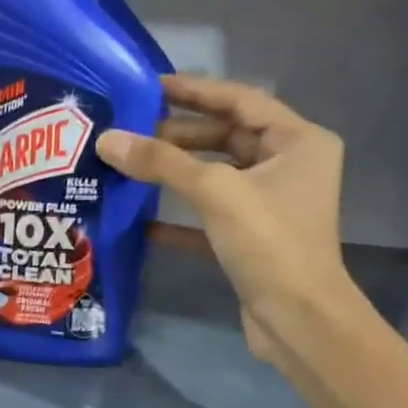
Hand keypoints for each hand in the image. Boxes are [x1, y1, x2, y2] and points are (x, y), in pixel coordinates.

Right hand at [96, 75, 360, 371]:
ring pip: (215, 176)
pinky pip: (209, 216)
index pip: (240, 100)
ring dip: (175, 173)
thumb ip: (161, 162)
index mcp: (298, 142)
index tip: (149, 86)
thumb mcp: (215, 192)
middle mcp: (289, 167)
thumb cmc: (270, 242)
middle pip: (226, 137)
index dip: (194, 90)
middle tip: (129, 131)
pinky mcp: (251, 239)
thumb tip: (108, 139)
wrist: (299, 321)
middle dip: (178, 134)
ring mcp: (270, 205)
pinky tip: (142, 220)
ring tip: (128, 165)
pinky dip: (179, 216)